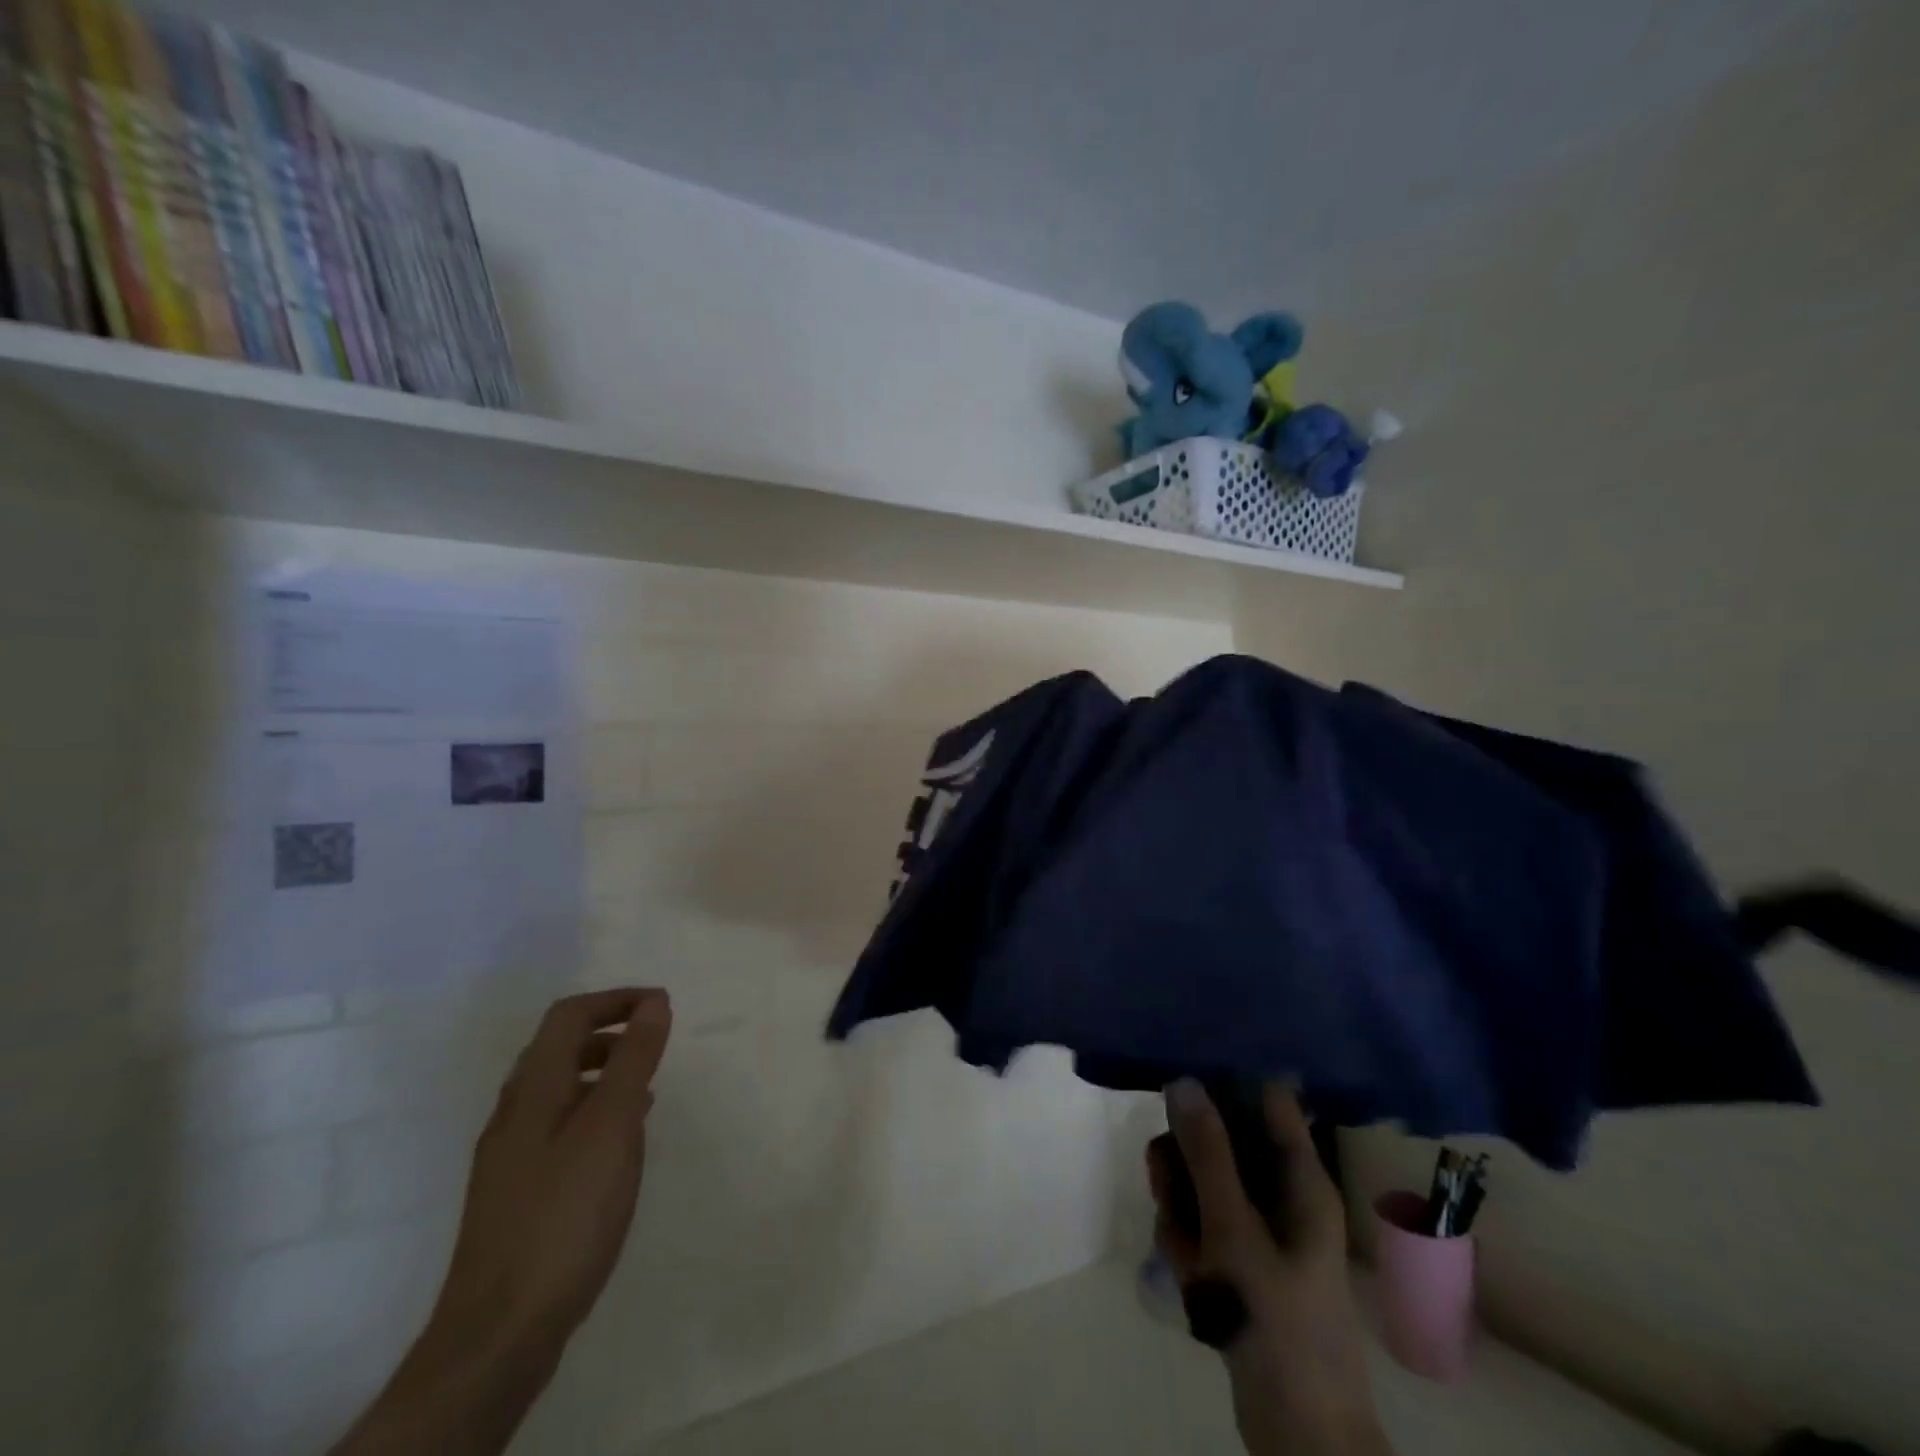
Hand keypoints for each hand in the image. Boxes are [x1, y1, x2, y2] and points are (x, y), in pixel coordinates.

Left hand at [433, 986, 673, 1350]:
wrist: (498, 1334)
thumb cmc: (564, 1215)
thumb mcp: (611, 1127)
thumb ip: (633, 1061)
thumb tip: (654, 1003)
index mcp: (533, 1090)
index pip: (569, 1016)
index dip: (615, 999)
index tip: (662, 1004)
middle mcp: (514, 1114)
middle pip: (558, 1048)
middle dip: (610, 1032)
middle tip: (655, 1042)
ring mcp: (510, 1156)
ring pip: (559, 1089)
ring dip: (604, 1072)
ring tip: (647, 1088)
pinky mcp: (518, 1193)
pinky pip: (560, 1126)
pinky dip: (594, 1112)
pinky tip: (620, 1144)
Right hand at [1149, 1082, 1391, 1455]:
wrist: (1297, 1435)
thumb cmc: (1276, 1321)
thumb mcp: (1234, 1230)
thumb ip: (1207, 1154)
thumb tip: (1182, 1080)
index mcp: (1300, 1177)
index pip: (1266, 1097)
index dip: (1225, 1080)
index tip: (1178, 1078)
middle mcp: (1280, 1192)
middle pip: (1220, 1138)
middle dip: (1186, 1162)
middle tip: (1167, 1188)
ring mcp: (1258, 1226)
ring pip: (1201, 1180)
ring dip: (1180, 1206)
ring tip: (1184, 1249)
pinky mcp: (1238, 1257)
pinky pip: (1199, 1220)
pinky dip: (1185, 1240)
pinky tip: (1188, 1274)